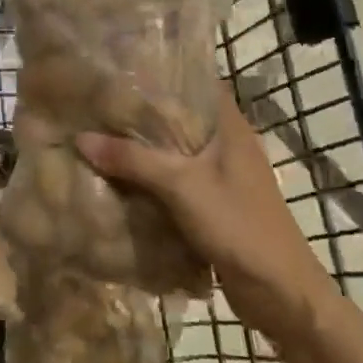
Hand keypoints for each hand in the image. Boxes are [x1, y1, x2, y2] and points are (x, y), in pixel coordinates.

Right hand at [76, 92, 339, 342]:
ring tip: (99, 137)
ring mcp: (223, 178)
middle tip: (98, 104)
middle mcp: (228, 146)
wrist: (280, 293)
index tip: (123, 69)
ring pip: (176, 154)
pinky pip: (176, 183)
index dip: (164, 74)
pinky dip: (151, 180)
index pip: (197, 83)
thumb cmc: (238, 226)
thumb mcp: (181, 186)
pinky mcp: (215, 206)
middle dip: (143, 115)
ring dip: (144, 151)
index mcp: (230, 128)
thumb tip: (81, 138)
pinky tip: (119, 181)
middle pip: (181, 119)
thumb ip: (132, 159)